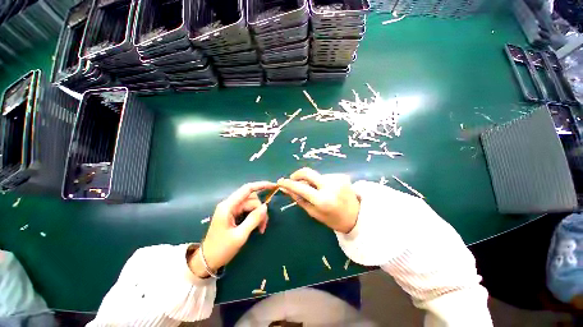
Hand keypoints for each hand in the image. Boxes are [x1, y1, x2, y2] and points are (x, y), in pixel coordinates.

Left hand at [189, 181, 275, 277]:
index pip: (247, 189)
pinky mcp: (233, 215)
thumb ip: (253, 219)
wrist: (207, 261)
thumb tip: (266, 207)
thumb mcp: (240, 236)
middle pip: (251, 199)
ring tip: (261, 228)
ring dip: (259, 215)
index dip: (261, 185)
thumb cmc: (221, 249)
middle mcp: (230, 205)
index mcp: (228, 206)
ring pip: (251, 205)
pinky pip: (248, 211)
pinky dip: (255, 217)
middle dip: (260, 209)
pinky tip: (257, 227)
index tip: (273, 186)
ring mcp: (232, 210)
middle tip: (264, 225)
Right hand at [277, 168, 359, 233]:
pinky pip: (324, 176)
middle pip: (308, 172)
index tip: (280, 181)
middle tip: (293, 179)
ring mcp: (337, 178)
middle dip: (297, 174)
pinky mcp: (341, 175)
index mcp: (323, 200)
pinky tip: (325, 188)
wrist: (357, 216)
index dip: (288, 183)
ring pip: (316, 175)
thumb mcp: (314, 213)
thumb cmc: (333, 219)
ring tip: (315, 190)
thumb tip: (287, 189)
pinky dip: (320, 181)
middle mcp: (330, 186)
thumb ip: (300, 199)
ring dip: (311, 181)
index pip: (301, 187)